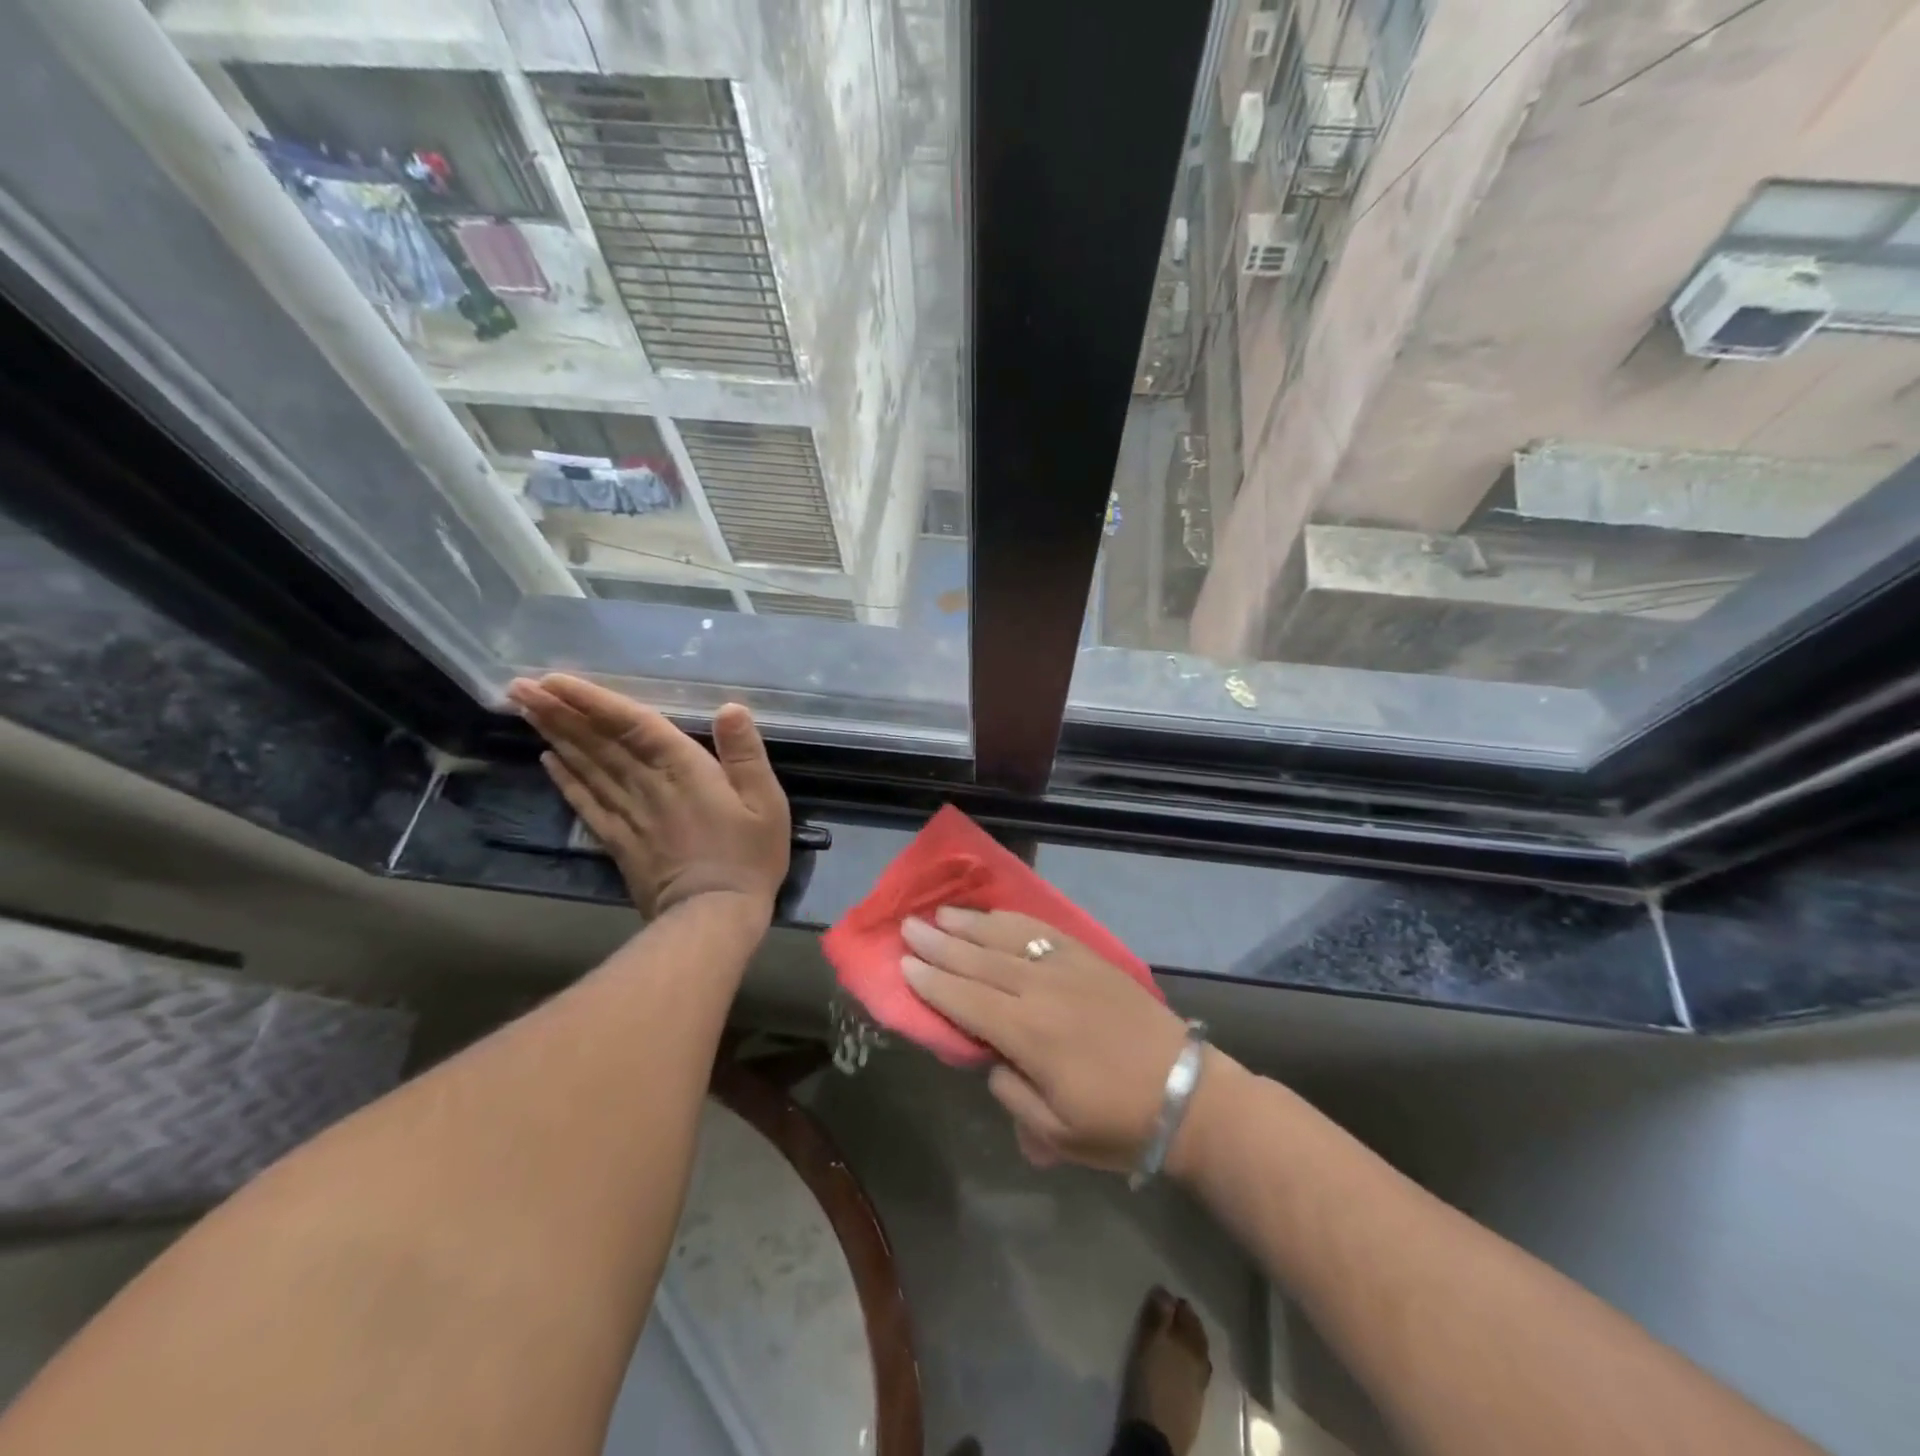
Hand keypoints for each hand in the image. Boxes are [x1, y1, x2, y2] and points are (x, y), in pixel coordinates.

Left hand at [506, 674, 790, 921]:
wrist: (713, 916)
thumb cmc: (748, 856)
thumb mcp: (766, 803)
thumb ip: (746, 754)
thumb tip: (730, 708)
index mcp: (683, 769)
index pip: (632, 725)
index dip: (594, 701)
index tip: (555, 679)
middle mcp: (646, 785)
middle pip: (597, 742)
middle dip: (559, 712)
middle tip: (519, 686)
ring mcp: (627, 814)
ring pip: (585, 767)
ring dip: (555, 736)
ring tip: (526, 710)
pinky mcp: (618, 841)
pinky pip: (586, 803)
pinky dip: (565, 780)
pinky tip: (547, 760)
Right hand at [900, 908, 1191, 1172]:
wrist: (1187, 1094)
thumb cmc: (1118, 1123)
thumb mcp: (1054, 1133)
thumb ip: (1011, 1092)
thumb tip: (990, 1057)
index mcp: (1030, 1036)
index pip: (967, 1001)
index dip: (933, 983)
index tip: (904, 965)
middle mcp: (1042, 991)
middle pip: (980, 961)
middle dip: (941, 944)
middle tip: (908, 927)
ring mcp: (1069, 968)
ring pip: (1009, 938)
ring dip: (971, 924)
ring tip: (942, 914)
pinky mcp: (1090, 958)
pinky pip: (1043, 931)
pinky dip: (1013, 919)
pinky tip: (995, 914)